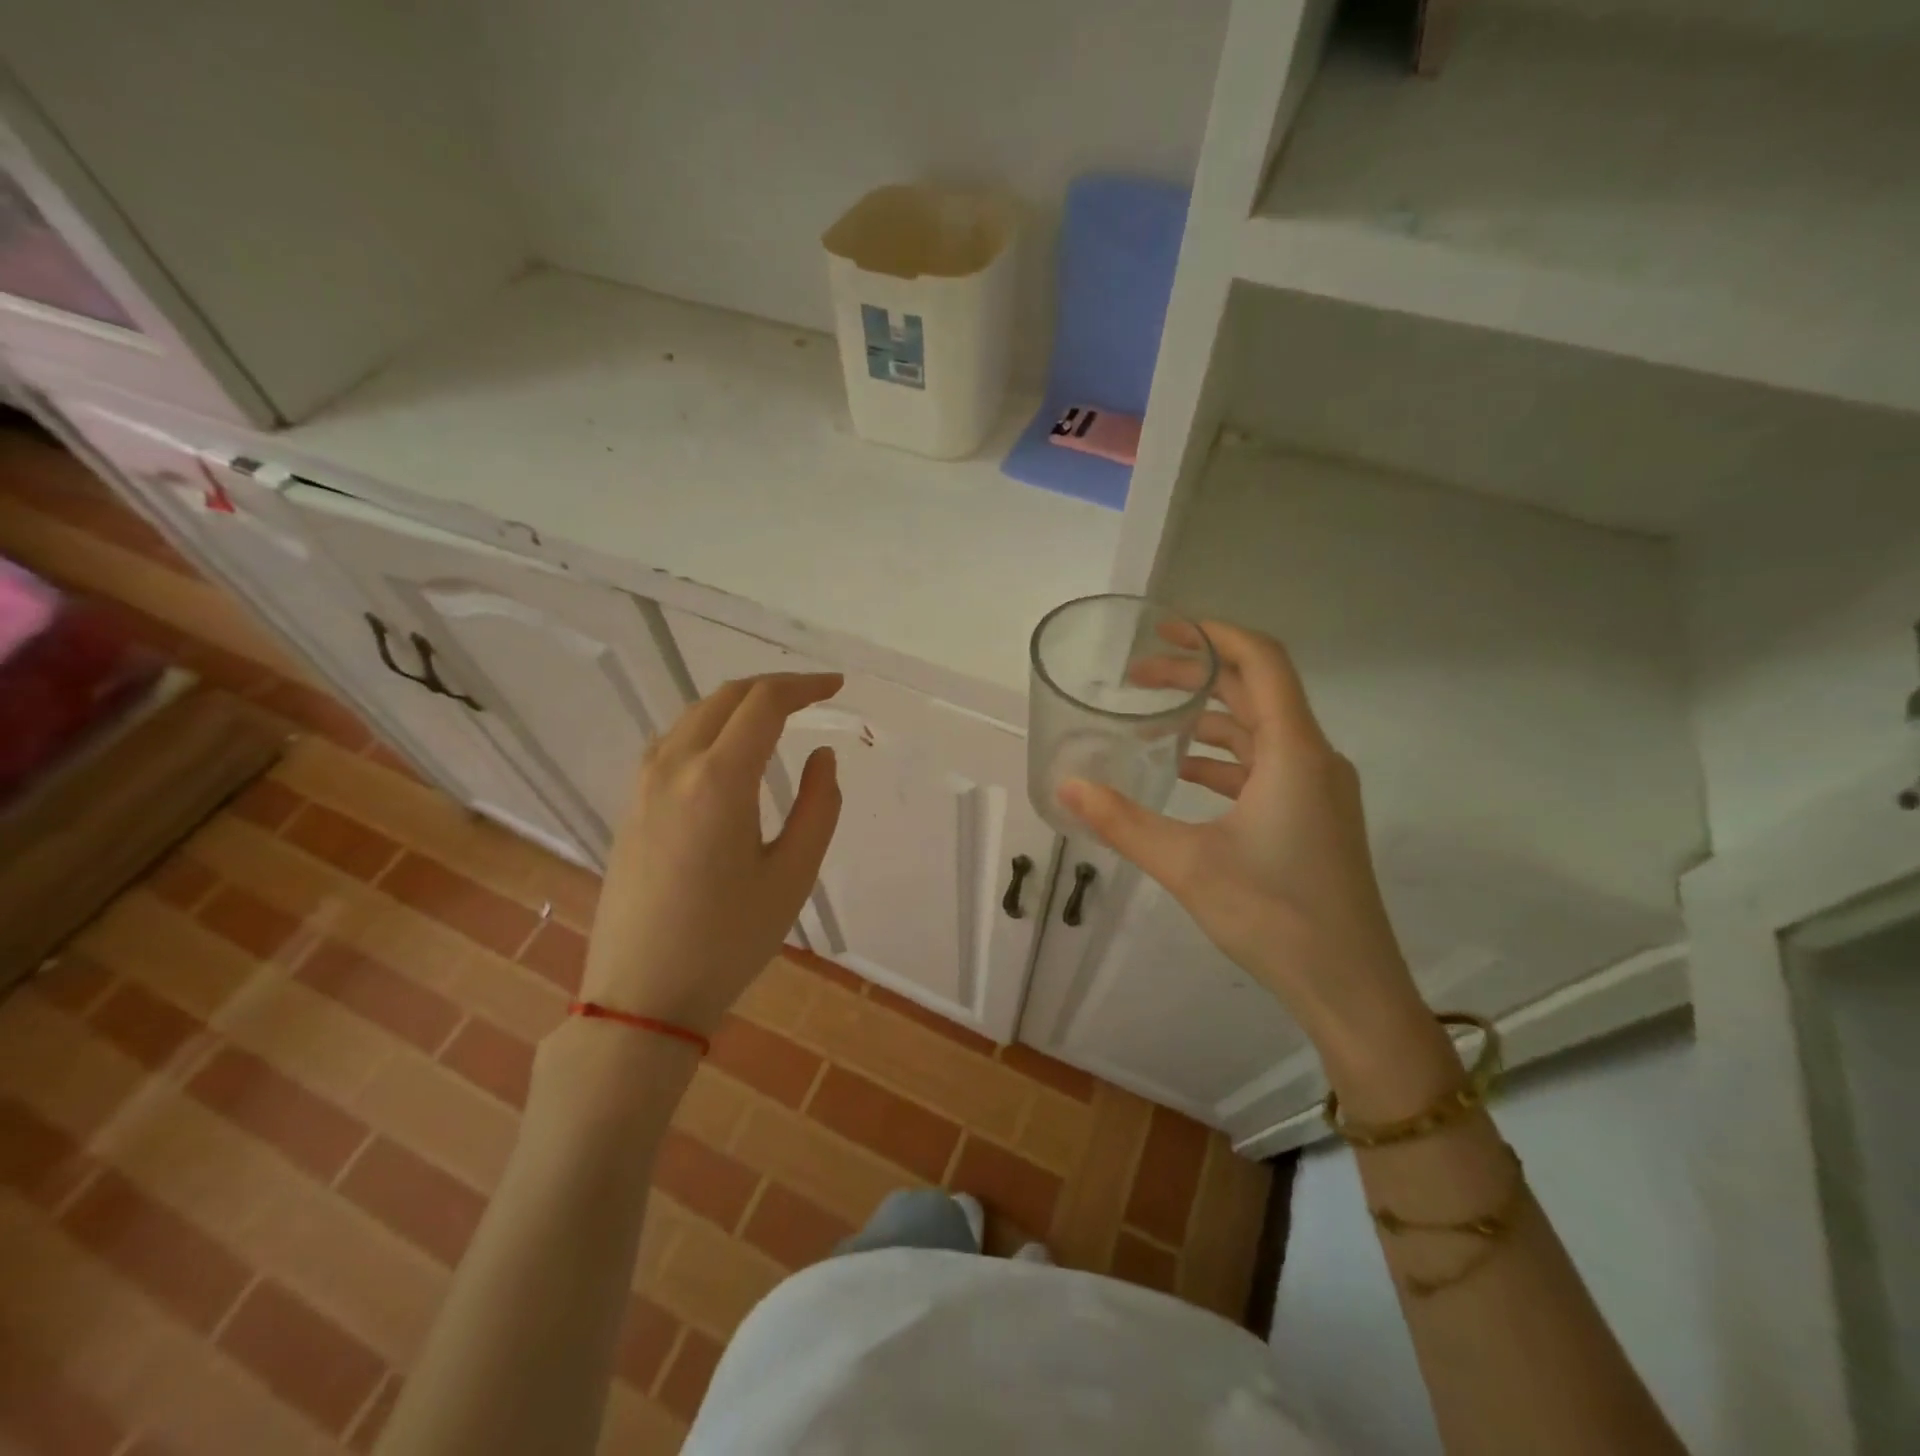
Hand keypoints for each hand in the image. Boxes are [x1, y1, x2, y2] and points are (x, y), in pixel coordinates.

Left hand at [582, 673, 842, 1036]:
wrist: (642, 996)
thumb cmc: (728, 940)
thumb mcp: (793, 875)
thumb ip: (819, 806)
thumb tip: (822, 756)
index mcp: (718, 779)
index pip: (764, 703)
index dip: (804, 686)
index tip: (836, 686)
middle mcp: (674, 767)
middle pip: (725, 698)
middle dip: (773, 687)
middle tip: (813, 696)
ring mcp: (643, 785)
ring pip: (694, 715)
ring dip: (738, 704)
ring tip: (776, 717)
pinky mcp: (630, 806)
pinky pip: (672, 742)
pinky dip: (708, 726)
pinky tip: (726, 751)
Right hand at [1059, 622, 1423, 1055]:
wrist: (1350, 987)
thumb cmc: (1275, 915)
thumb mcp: (1187, 864)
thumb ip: (1122, 822)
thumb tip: (1065, 788)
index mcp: (1293, 752)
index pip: (1261, 661)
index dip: (1214, 634)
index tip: (1165, 629)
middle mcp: (1313, 758)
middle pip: (1256, 691)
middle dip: (1197, 677)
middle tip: (1137, 678)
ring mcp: (1319, 790)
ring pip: (1260, 731)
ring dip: (1209, 719)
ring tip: (1152, 722)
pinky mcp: (1314, 818)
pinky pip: (1265, 767)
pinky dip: (1224, 759)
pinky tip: (1183, 775)